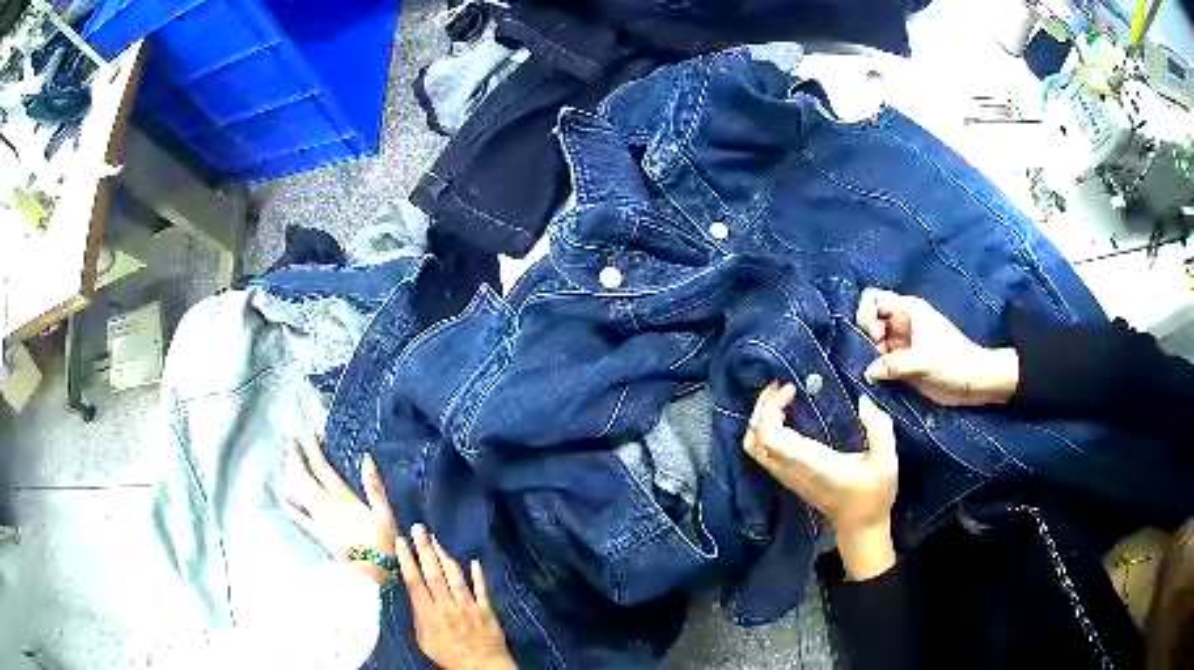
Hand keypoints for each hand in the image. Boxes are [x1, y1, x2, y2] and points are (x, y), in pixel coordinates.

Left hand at [278, 435, 397, 587]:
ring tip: (286, 458)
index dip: (314, 450)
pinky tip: (282, 498)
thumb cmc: (383, 545)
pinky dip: (290, 507)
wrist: (370, 574)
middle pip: (306, 477)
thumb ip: (375, 487)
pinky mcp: (319, 533)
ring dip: (292, 473)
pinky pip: (300, 518)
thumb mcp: (385, 515)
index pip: (323, 469)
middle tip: (289, 439)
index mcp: (343, 498)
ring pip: (300, 492)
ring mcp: (320, 519)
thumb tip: (366, 458)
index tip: (308, 433)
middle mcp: (327, 505)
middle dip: (296, 457)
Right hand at [396, 525, 515, 669]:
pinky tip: (474, 561)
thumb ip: (420, 617)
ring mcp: (468, 606)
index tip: (401, 541)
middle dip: (425, 550)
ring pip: (455, 577)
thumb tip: (414, 596)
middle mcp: (447, 606)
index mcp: (429, 614)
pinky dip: (478, 575)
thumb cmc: (448, 656)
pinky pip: (481, 589)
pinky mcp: (486, 609)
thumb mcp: (424, 640)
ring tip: (437, 538)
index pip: (415, 583)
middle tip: (419, 528)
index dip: (408, 561)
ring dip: (445, 556)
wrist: (480, 667)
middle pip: (434, 574)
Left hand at [744, 382, 897, 579]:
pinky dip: (765, 431)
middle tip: (780, 386)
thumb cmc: (873, 495)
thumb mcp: (886, 460)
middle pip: (755, 440)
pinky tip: (785, 416)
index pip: (771, 438)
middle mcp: (791, 470)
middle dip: (761, 408)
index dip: (771, 410)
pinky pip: (764, 453)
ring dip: (760, 420)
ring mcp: (787, 476)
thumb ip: (878, 428)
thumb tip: (863, 400)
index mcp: (811, 463)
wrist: (860, 527)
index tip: (790, 389)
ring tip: (779, 398)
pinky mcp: (789, 478)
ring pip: (754, 448)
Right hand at [855, 288, 1018, 406]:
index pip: (874, 299)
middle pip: (870, 318)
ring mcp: (902, 342)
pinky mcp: (903, 361)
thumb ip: (894, 364)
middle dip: (864, 336)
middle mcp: (902, 322)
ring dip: (867, 354)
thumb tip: (867, 371)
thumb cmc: (953, 363)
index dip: (867, 315)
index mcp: (908, 310)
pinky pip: (880, 359)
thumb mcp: (924, 362)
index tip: (875, 337)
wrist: (973, 382)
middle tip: (873, 356)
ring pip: (872, 340)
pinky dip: (874, 367)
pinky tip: (874, 379)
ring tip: (872, 372)